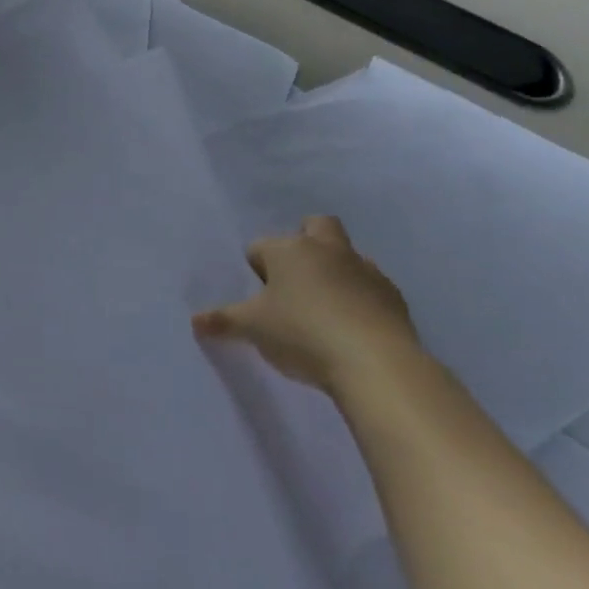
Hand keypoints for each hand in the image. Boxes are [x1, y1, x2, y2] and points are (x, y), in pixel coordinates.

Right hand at [192, 215, 420, 396]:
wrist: (374, 362)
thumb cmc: (301, 333)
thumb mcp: (251, 328)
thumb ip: (222, 321)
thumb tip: (195, 321)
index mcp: (289, 250)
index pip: (261, 247)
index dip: (256, 269)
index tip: (257, 297)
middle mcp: (327, 250)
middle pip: (316, 226)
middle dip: (303, 242)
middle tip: (293, 279)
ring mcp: (365, 270)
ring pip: (346, 255)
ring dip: (334, 271)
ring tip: (322, 308)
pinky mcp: (393, 296)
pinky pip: (369, 286)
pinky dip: (358, 297)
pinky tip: (350, 326)